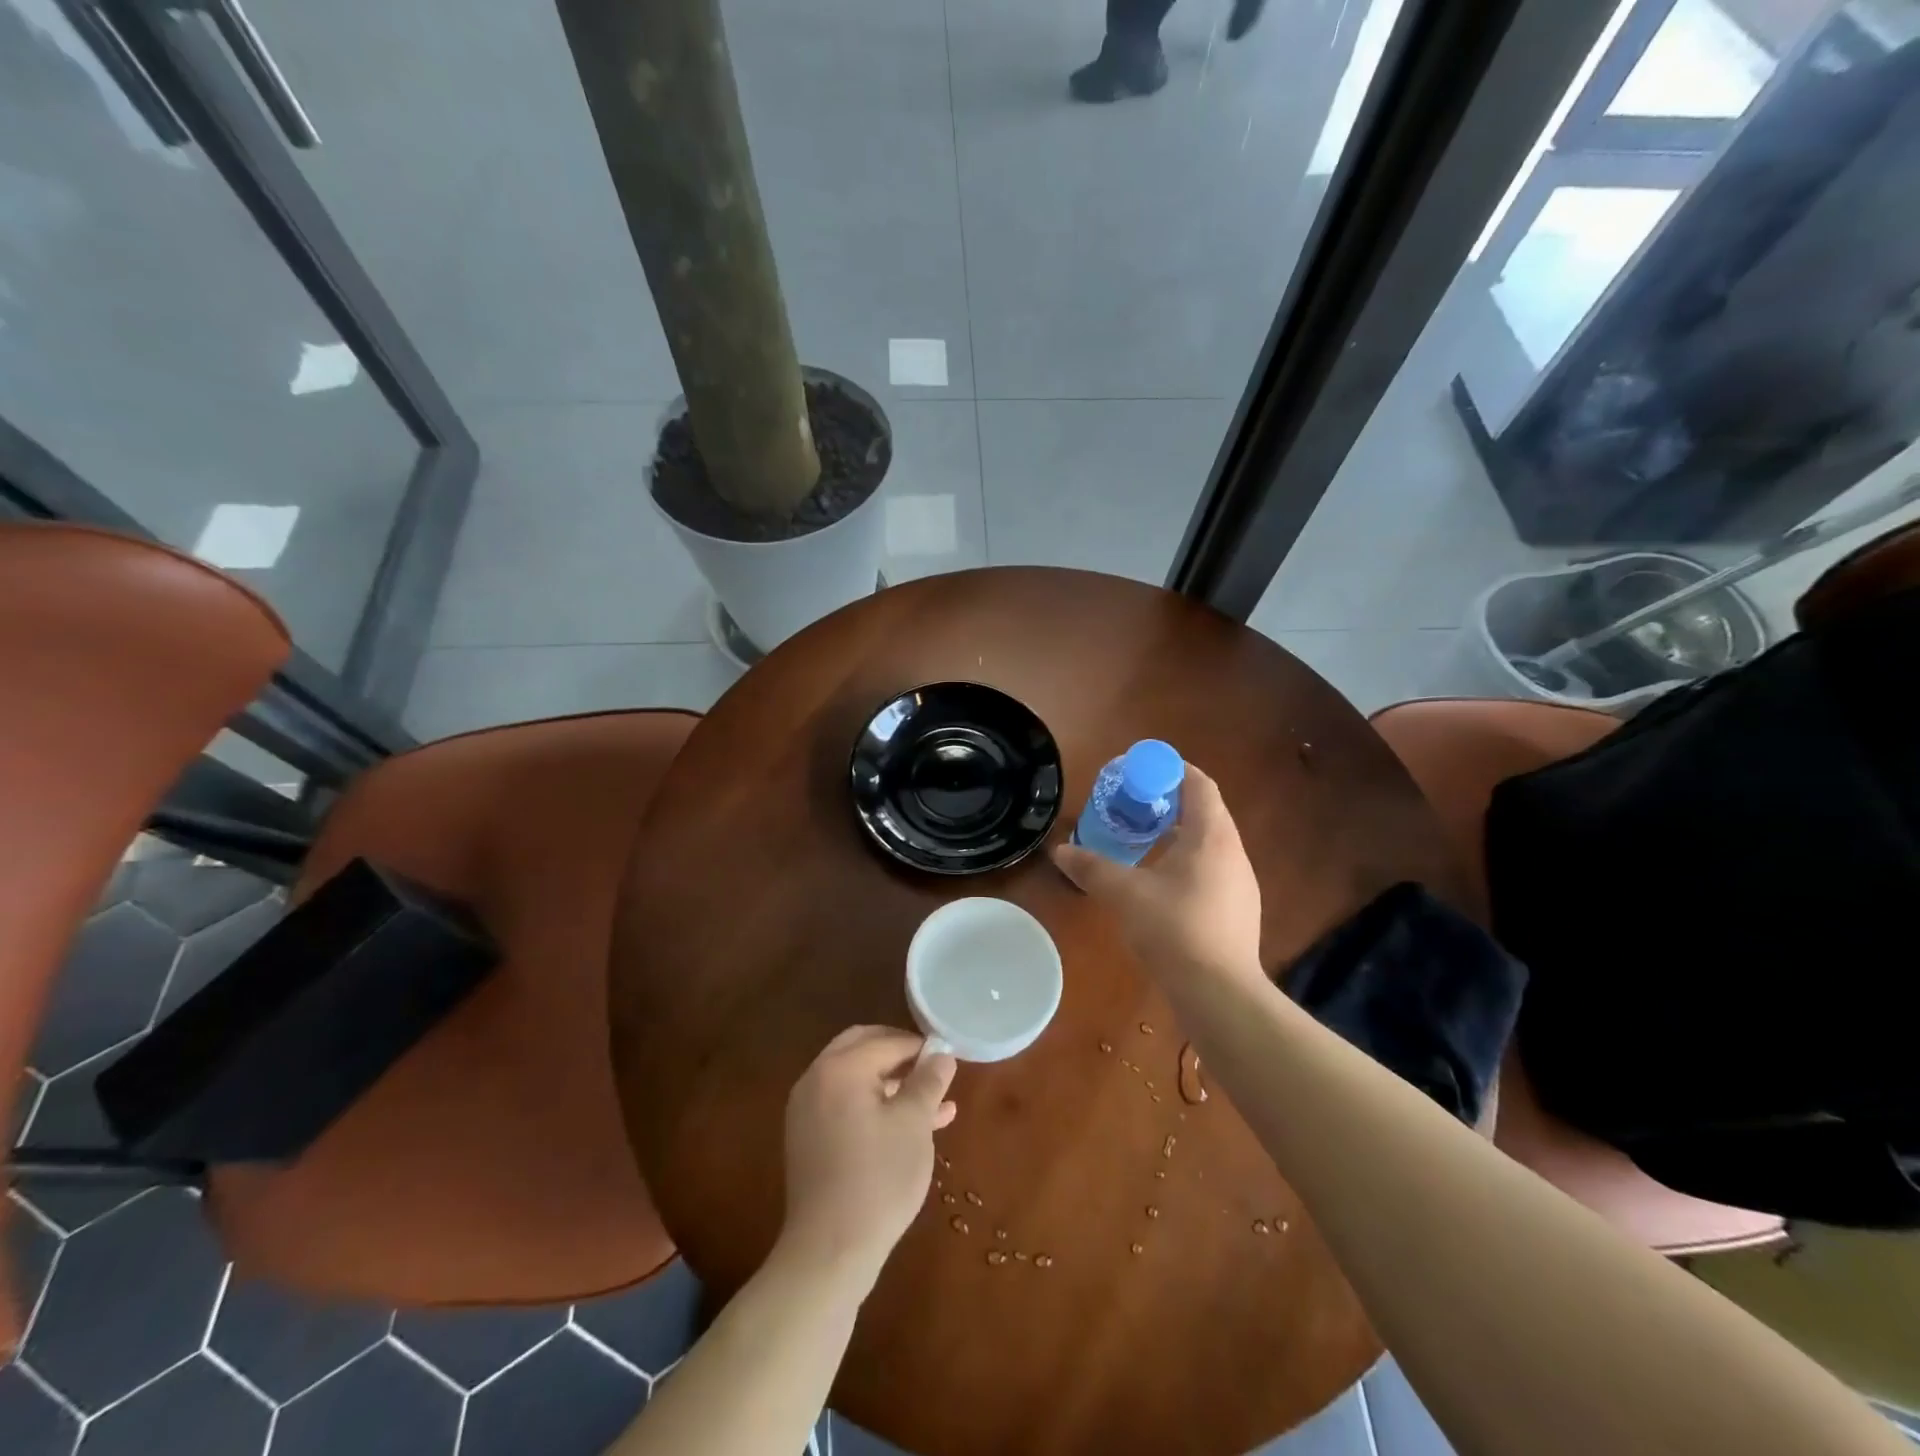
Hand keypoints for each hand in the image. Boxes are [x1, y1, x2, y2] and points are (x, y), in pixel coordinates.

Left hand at [780, 1026, 957, 1288]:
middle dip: (900, 1056)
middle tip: (933, 1068)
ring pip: (856, 1080)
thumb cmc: (878, 1179)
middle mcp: (816, 1079)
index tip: (949, 1058)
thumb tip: (942, 1055)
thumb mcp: (914, 1125)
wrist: (829, 1252)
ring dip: (893, 1084)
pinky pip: (846, 1106)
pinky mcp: (808, 1139)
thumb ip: (928, 1082)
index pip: (887, 1041)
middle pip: (862, 1049)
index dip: (921, 1047)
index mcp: (839, 1068)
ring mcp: (807, 1110)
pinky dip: (875, 1107)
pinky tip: (911, 1127)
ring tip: (937, 1103)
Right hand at [1052, 765, 1263, 987]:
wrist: (1220, 994)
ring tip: (1142, 841)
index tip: (1139, 773)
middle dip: (1168, 802)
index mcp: (1212, 836)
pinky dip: (1186, 862)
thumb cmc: (1174, 930)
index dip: (1170, 770)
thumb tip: (1059, 851)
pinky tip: (1161, 884)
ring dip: (1177, 834)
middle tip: (1132, 807)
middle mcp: (1233, 852)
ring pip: (1209, 843)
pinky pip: (1212, 869)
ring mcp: (1240, 883)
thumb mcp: (1124, 894)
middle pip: (1204, 811)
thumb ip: (1091, 868)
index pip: (1199, 784)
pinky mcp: (1238, 910)